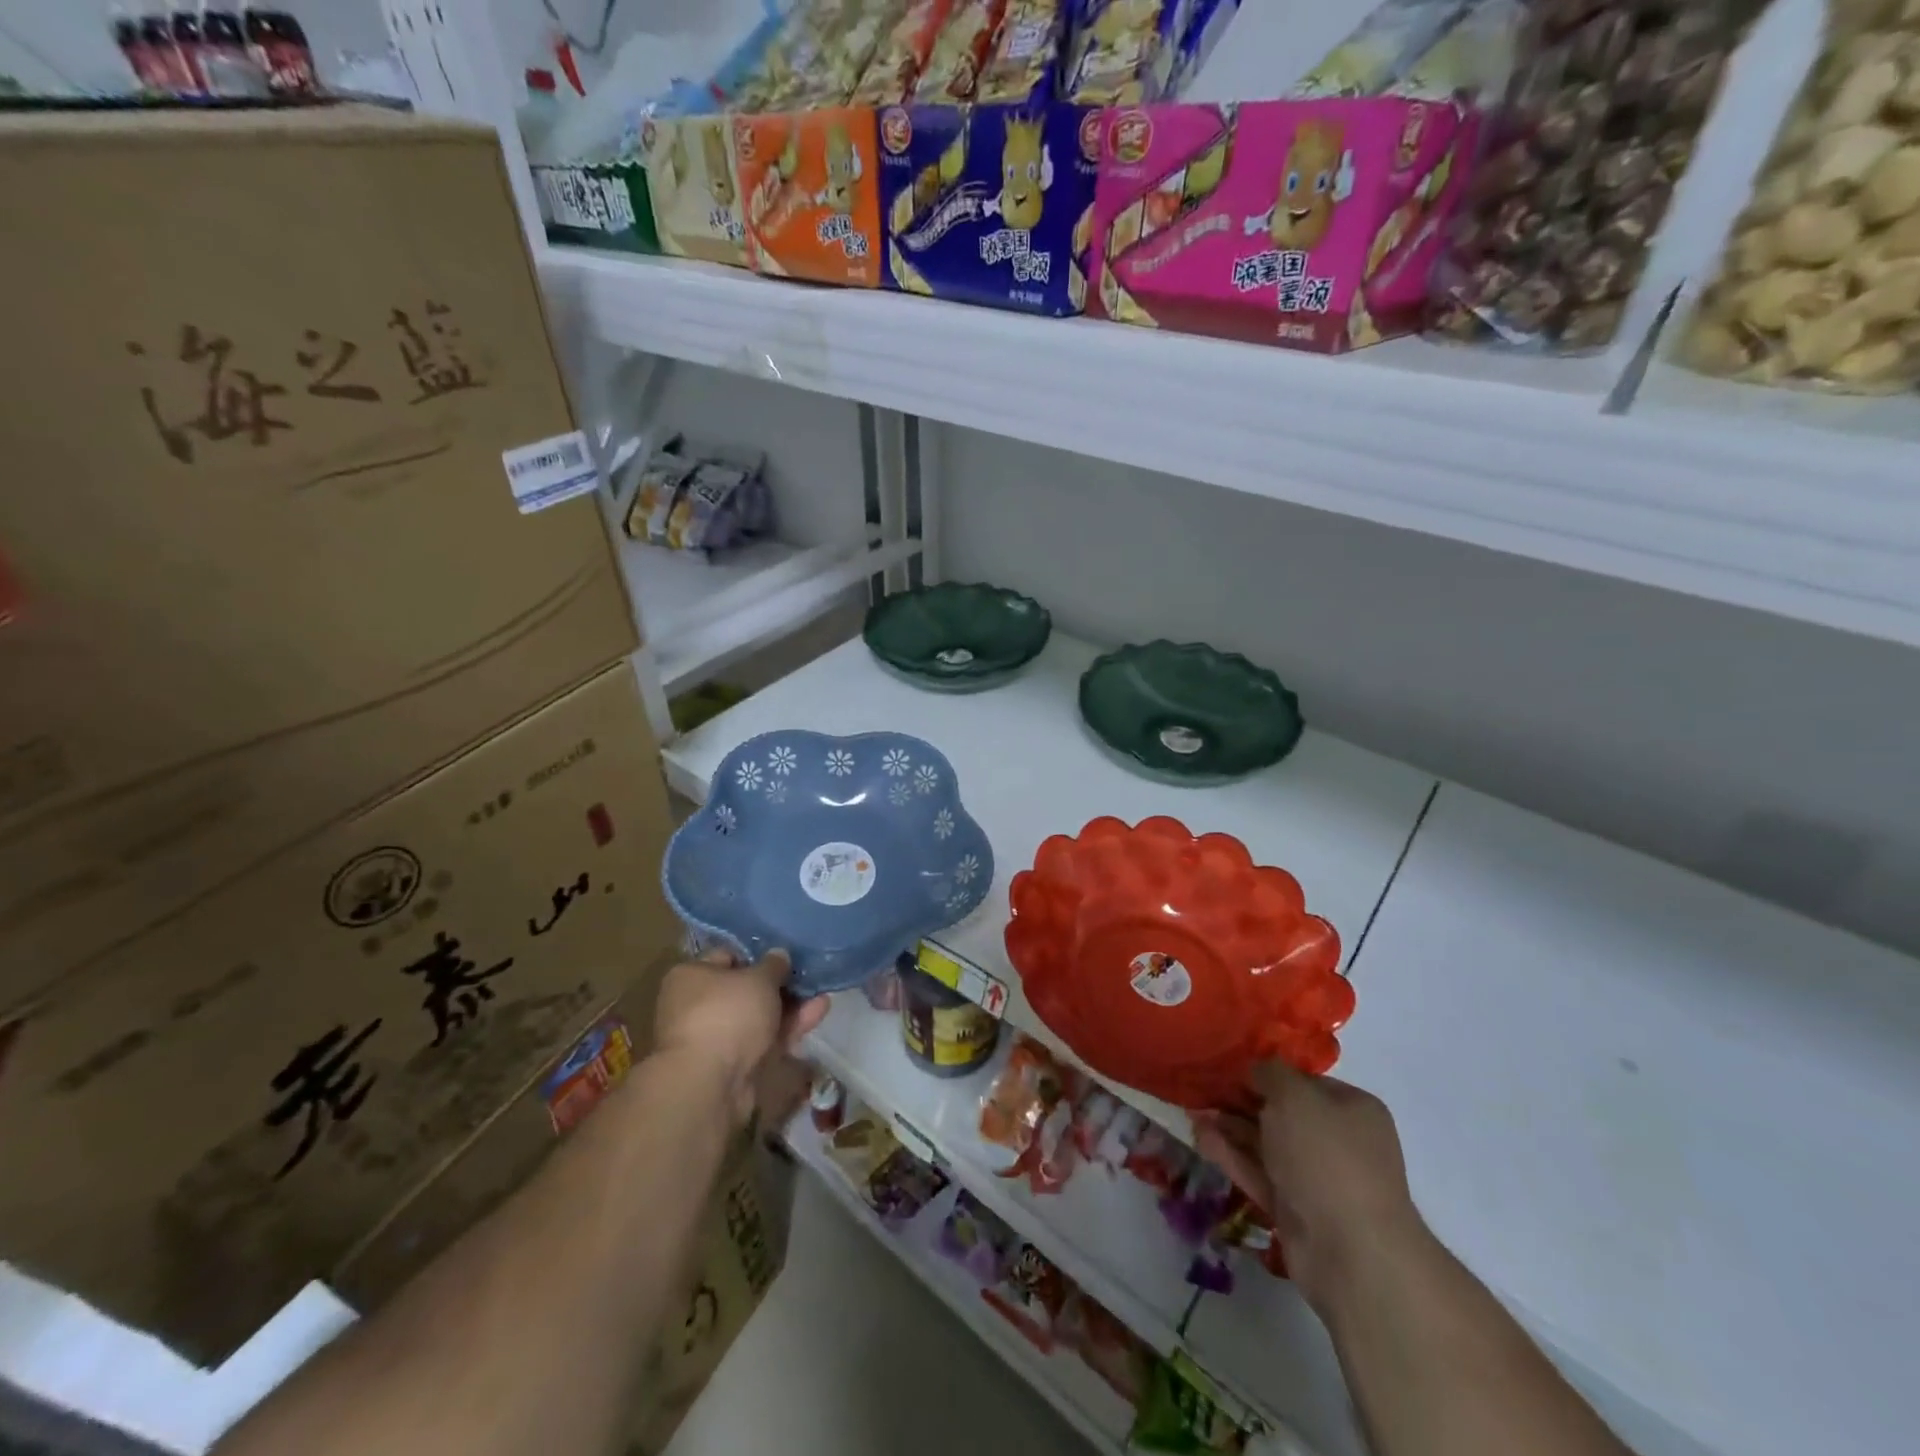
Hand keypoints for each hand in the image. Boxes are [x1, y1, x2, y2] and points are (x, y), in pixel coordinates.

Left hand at [654, 948, 828, 1127]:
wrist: (710, 1085)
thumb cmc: (728, 1014)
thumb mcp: (758, 979)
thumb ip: (774, 965)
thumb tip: (779, 955)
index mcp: (691, 976)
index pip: (727, 956)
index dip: (758, 954)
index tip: (785, 955)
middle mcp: (696, 1005)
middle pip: (744, 990)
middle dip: (778, 985)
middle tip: (808, 976)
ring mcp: (715, 1038)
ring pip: (757, 1017)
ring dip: (789, 1006)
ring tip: (822, 993)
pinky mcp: (732, 1065)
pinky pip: (763, 1039)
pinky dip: (788, 1028)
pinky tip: (818, 1012)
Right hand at [1194, 1061, 1428, 1314]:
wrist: (1352, 1253)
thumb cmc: (1326, 1157)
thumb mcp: (1294, 1096)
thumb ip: (1270, 1073)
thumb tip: (1256, 1070)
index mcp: (1352, 1109)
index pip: (1303, 1081)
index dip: (1266, 1072)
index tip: (1228, 1068)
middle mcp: (1339, 1141)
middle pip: (1282, 1113)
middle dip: (1241, 1101)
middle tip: (1201, 1090)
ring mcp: (1317, 1179)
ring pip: (1266, 1145)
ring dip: (1230, 1128)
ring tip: (1192, 1113)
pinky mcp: (1296, 1211)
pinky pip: (1260, 1175)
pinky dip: (1232, 1157)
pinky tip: (1200, 1139)